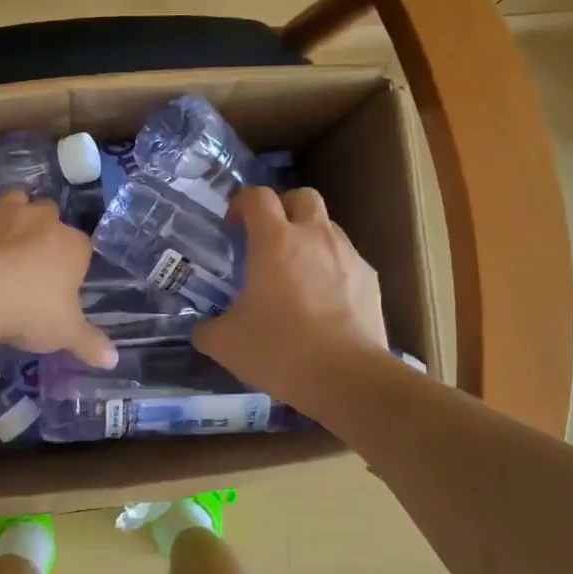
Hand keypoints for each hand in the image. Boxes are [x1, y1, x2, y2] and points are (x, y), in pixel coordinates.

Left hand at [0, 191, 117, 366]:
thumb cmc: (27, 310)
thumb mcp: (64, 333)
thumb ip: (89, 343)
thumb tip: (113, 360)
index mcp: (71, 245)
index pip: (82, 247)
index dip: (73, 265)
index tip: (61, 287)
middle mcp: (39, 219)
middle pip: (49, 215)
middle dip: (43, 231)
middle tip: (31, 263)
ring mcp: (0, 213)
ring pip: (12, 202)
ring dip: (10, 219)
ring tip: (1, 247)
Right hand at [194, 187, 388, 412]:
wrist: (346, 377)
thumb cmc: (279, 349)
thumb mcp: (225, 343)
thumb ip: (208, 329)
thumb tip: (202, 329)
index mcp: (274, 242)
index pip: (258, 196)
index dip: (242, 203)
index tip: (233, 226)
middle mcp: (314, 237)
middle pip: (302, 196)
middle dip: (283, 208)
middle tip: (267, 239)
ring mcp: (348, 256)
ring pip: (327, 227)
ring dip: (309, 239)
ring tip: (296, 274)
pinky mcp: (370, 280)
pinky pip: (346, 260)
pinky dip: (331, 269)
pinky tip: (323, 302)